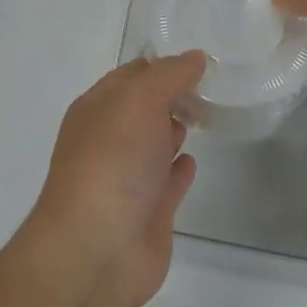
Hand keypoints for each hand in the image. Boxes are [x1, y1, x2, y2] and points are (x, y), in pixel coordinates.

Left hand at [25, 53, 204, 306]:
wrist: (97, 248)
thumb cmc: (112, 160)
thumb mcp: (139, 100)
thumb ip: (169, 76)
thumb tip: (195, 58)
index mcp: (97, 108)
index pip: (131, 75)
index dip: (163, 66)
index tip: (199, 61)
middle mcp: (109, 139)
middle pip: (143, 109)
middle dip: (171, 96)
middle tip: (210, 86)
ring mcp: (128, 179)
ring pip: (154, 145)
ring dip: (173, 129)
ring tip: (205, 116)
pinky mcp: (148, 214)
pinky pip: (167, 183)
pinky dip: (180, 170)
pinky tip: (194, 161)